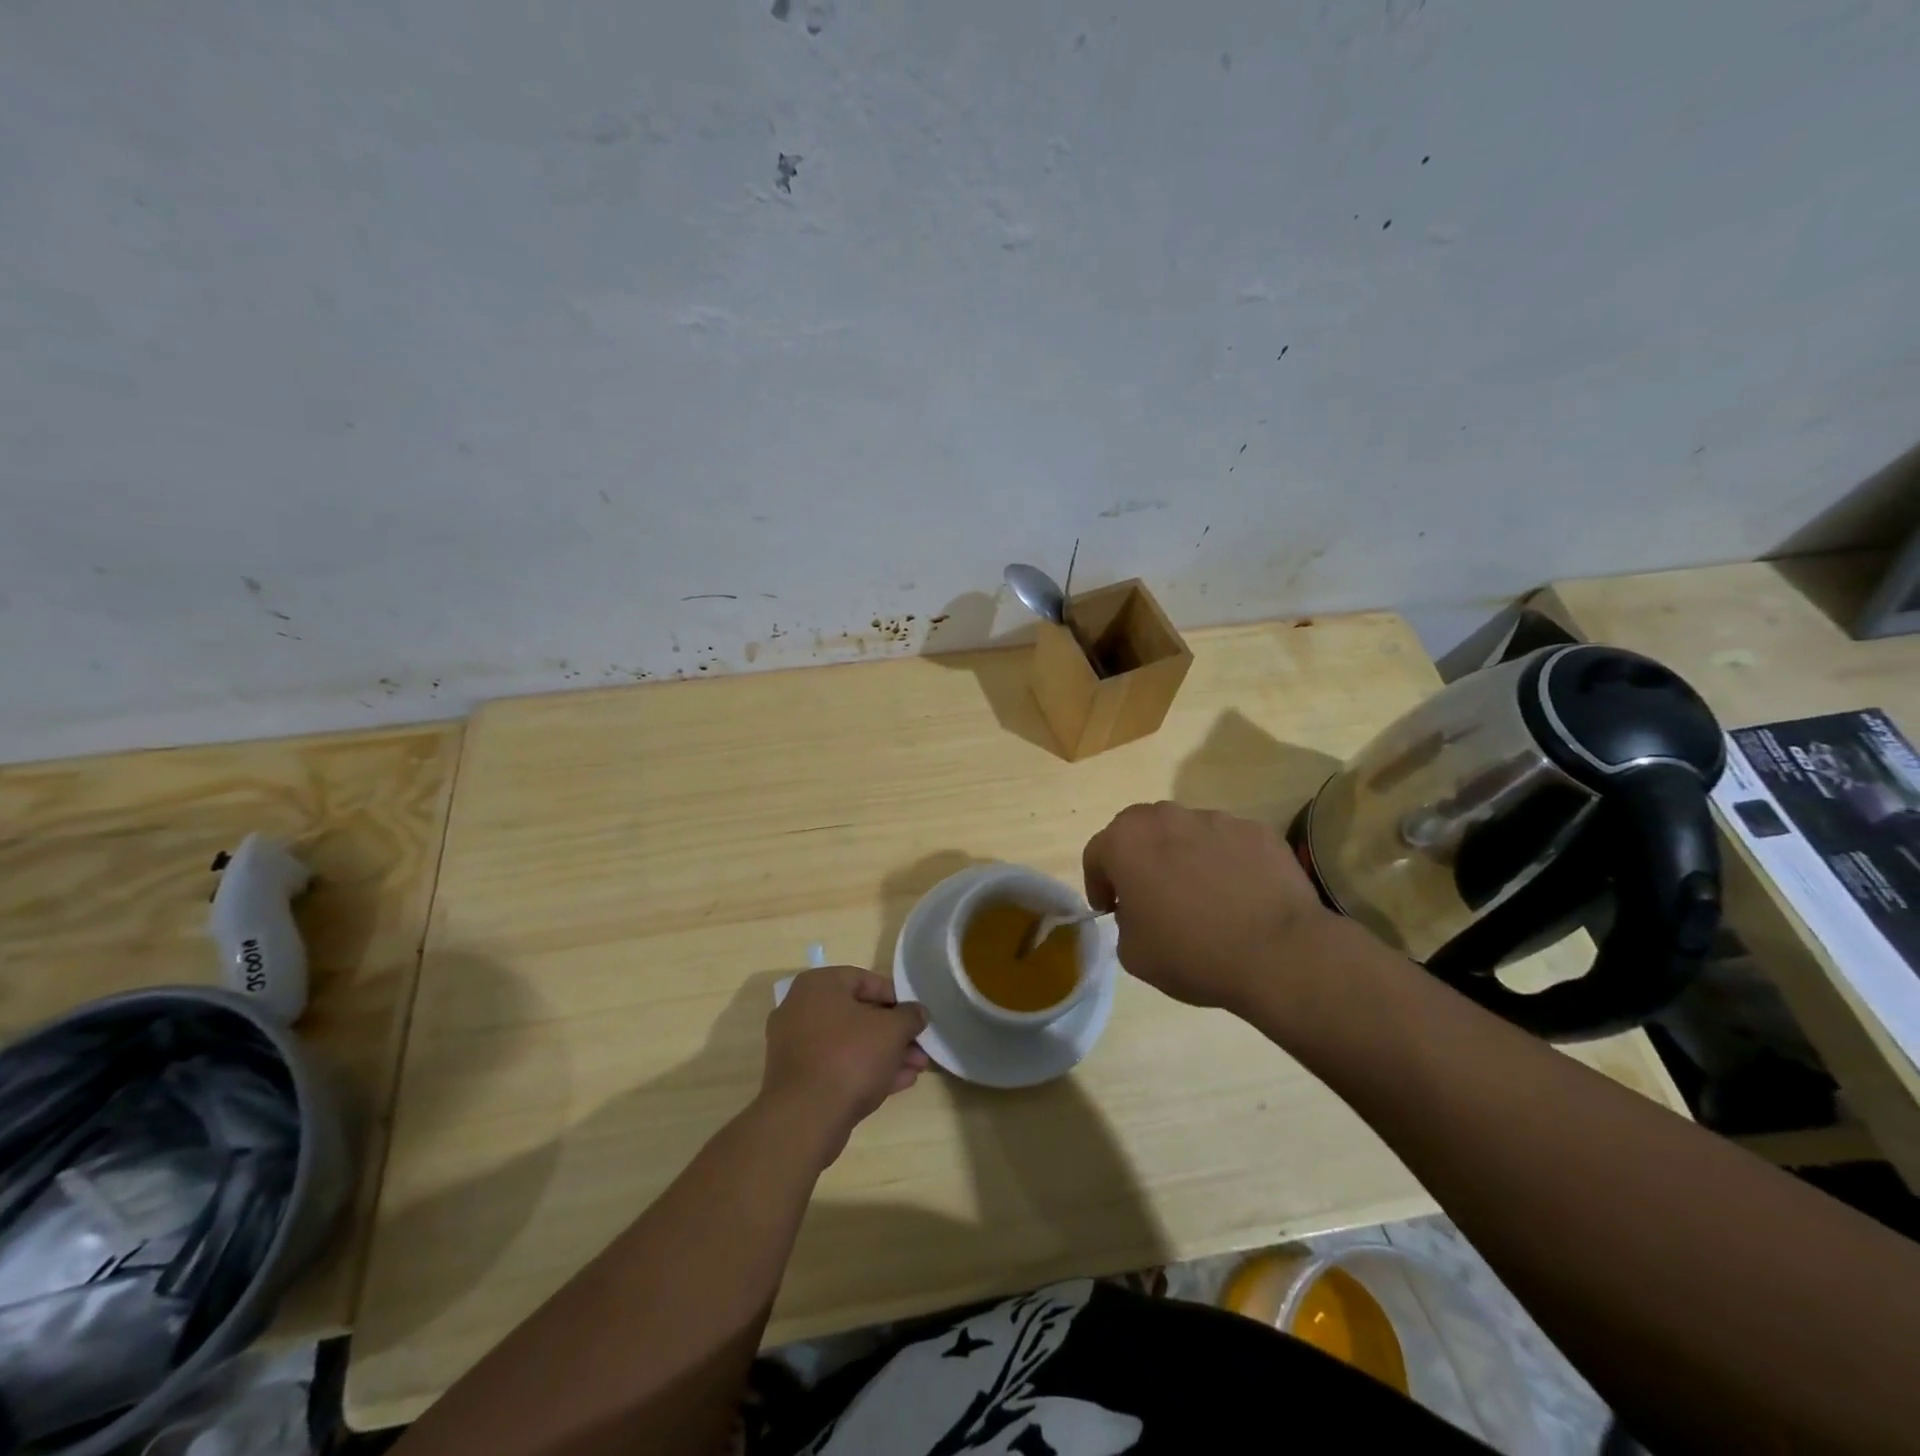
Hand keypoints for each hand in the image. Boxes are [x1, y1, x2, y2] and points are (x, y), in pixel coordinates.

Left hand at [760, 967, 929, 1165]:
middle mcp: (801, 1008)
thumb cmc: (849, 1057)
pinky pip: (837, 1065)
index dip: (897, 998)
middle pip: (859, 1014)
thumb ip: (910, 1016)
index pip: (865, 980)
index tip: (916, 1016)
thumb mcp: (892, 1030)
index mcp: (819, 985)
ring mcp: (796, 1045)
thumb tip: (918, 1012)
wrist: (805, 1118)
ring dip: (885, 1053)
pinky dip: (866, 1070)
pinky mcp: (798, 1078)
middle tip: (920, 1047)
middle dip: (894, 1032)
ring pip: (850, 1043)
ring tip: (917, 1068)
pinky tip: (898, 1082)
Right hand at [1083, 801, 1331, 1013]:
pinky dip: (1223, 861)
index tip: (1109, 908)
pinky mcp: (1256, 830)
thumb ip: (1125, 921)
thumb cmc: (1192, 954)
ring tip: (1200, 895)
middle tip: (1148, 894)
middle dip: (1137, 858)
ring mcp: (1215, 819)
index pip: (1096, 853)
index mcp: (1126, 842)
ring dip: (1181, 856)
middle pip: (1139, 830)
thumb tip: (1140, 910)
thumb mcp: (1133, 953)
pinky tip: (1238, 895)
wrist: (1279, 953)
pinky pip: (1227, 842)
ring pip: (1185, 832)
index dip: (1098, 883)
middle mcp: (1166, 818)